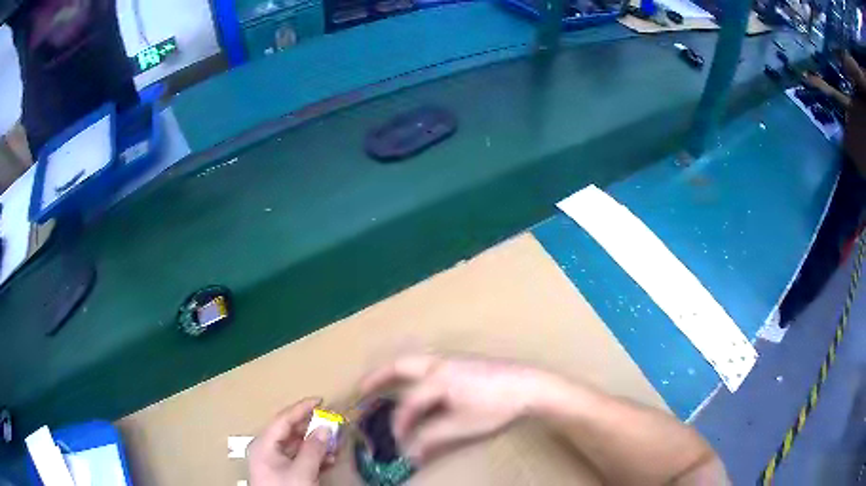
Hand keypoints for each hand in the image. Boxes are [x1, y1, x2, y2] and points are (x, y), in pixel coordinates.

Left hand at [248, 398, 332, 485]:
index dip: (301, 408)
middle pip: (291, 432)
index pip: (283, 419)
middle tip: (334, 423)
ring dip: (317, 444)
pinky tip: (330, 459)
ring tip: (336, 443)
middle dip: (313, 428)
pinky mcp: (285, 472)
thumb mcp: (301, 472)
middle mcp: (268, 449)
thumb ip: (313, 449)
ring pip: (298, 445)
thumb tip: (324, 428)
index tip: (321, 400)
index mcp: (264, 444)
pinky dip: (315, 457)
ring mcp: (276, 461)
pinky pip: (300, 458)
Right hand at [359, 354, 553, 461]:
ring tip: (381, 383)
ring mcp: (451, 359)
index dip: (399, 424)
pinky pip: (425, 362)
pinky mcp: (461, 361)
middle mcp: (438, 363)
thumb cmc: (495, 406)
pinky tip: (415, 381)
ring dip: (393, 371)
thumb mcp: (463, 426)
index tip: (397, 441)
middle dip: (377, 377)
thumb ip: (432, 438)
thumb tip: (410, 453)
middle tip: (360, 390)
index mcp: (437, 379)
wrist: (529, 385)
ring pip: (412, 360)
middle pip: (399, 365)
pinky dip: (409, 370)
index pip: (408, 403)